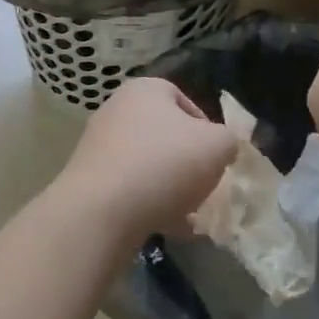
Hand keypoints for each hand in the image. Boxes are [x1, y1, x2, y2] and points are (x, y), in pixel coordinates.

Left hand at [50, 78, 237, 246]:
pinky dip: (149, 204)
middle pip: (163, 133)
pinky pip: (129, 188)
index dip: (206, 128)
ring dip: (170, 186)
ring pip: (147, 163)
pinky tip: (169, 228)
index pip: (183, 100)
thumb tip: (221, 145)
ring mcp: (99, 144)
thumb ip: (228, 140)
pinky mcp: (90, 178)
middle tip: (204, 185)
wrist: (103, 208)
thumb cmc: (165, 163)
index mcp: (145, 90)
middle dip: (187, 160)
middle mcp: (117, 109)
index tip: (217, 156)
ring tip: (190, 213)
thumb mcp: (218, 146)